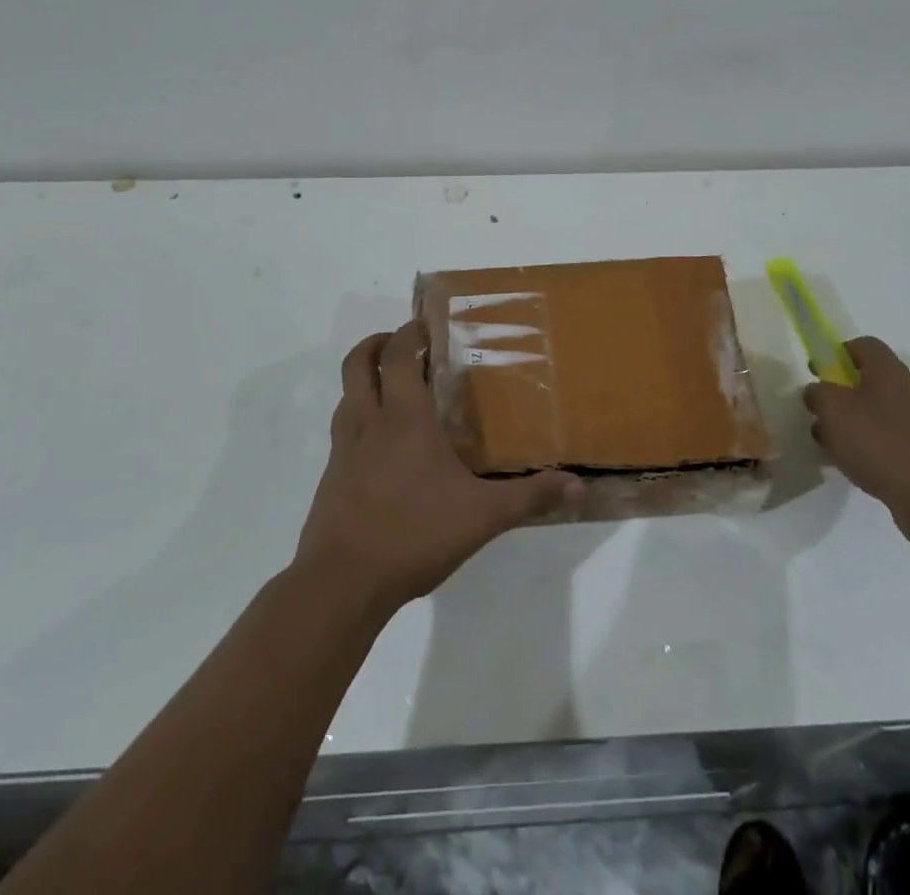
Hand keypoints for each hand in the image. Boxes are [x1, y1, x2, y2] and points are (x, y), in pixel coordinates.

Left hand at [295, 321, 581, 615]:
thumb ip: (530, 497)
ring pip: (345, 395)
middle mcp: (368, 423)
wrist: (341, 584)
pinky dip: (358, 419)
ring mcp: (343, 450)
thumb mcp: (483, 517)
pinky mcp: (331, 478)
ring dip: (365, 380)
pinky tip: (382, 448)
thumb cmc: (414, 535)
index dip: (408, 332)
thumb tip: (579, 486)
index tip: (426, 325)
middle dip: (378, 344)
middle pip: (358, 363)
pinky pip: (342, 431)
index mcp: (404, 419)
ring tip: (394, 389)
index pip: (398, 355)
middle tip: (404, 345)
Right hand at [803, 337, 909, 552]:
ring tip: (830, 445)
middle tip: (820, 412)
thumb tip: (817, 391)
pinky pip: (888, 440)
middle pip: (868, 380)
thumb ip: (818, 393)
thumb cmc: (879, 442)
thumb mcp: (833, 410)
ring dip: (851, 424)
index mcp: (887, 371)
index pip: (863, 345)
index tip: (818, 373)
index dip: (837, 353)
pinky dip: (868, 447)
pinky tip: (854, 465)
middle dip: (840, 394)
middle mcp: (907, 390)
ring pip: (875, 412)